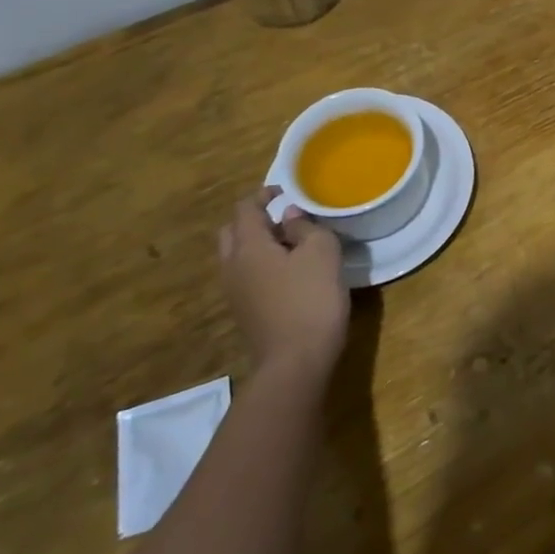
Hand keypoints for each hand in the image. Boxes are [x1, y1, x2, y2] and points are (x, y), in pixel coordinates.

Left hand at [218, 188, 349, 381]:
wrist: (295, 362)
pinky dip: (261, 264)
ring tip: (292, 243)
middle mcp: (233, 267)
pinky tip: (290, 272)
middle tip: (285, 217)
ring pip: (237, 256)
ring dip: (258, 243)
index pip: (245, 208)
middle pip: (232, 232)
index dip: (263, 194)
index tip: (285, 190)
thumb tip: (290, 216)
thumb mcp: (322, 252)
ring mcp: (235, 293)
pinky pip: (246, 276)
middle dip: (254, 219)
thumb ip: (306, 227)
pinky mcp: (245, 312)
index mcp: (248, 247)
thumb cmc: (311, 299)